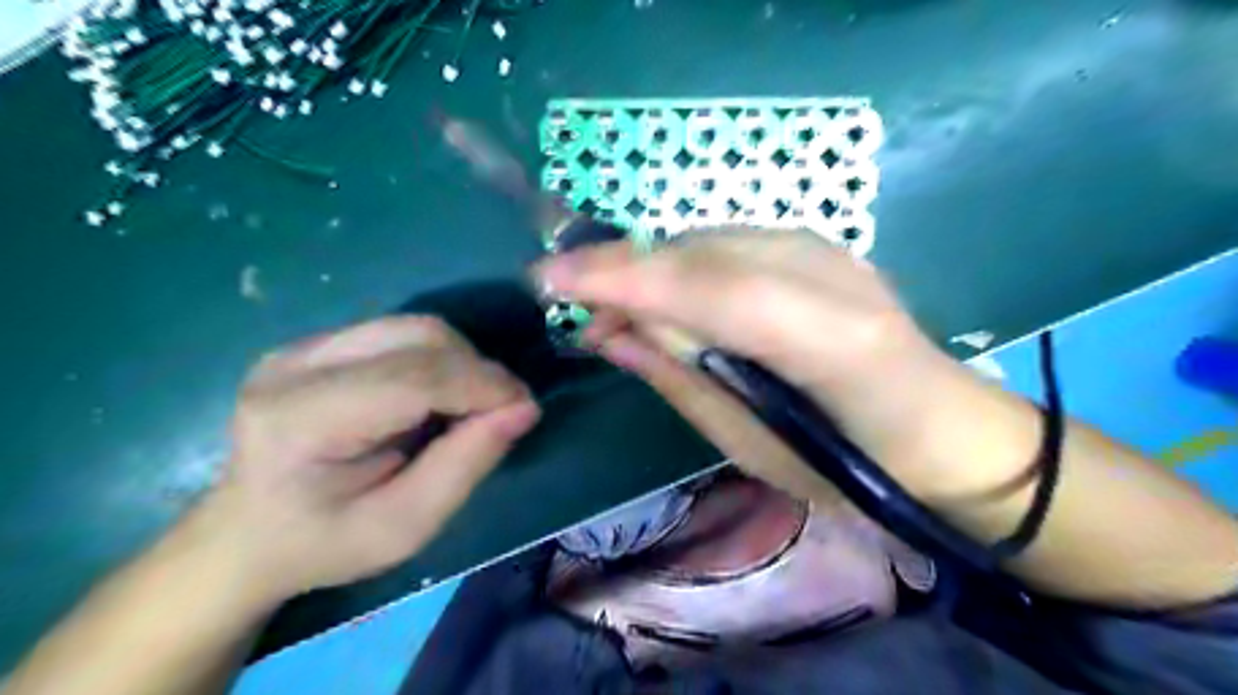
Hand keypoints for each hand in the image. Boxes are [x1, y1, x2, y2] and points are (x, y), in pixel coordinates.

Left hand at [202, 314, 536, 602]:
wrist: (246, 535)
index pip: (413, 378)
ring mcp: (301, 347)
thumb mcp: (404, 528)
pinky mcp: (316, 343)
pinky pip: (400, 334)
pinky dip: (437, 359)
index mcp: (300, 419)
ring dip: (460, 361)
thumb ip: (465, 464)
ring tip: (469, 405)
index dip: (481, 384)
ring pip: (414, 327)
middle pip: (418, 336)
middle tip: (500, 411)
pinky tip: (436, 396)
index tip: (525, 407)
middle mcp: (294, 366)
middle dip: (475, 369)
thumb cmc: (323, 545)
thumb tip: (523, 408)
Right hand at [544, 229, 978, 495]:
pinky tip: (664, 295)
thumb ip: (682, 381)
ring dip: (649, 267)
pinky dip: (682, 265)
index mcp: (834, 342)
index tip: (546, 278)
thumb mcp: (755, 449)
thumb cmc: (853, 470)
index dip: (623, 278)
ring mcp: (830, 249)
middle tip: (568, 300)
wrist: (945, 434)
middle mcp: (833, 274)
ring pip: (709, 238)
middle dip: (623, 268)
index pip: (710, 290)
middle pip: (702, 251)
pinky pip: (728, 243)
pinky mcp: (821, 246)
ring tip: (611, 308)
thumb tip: (611, 334)